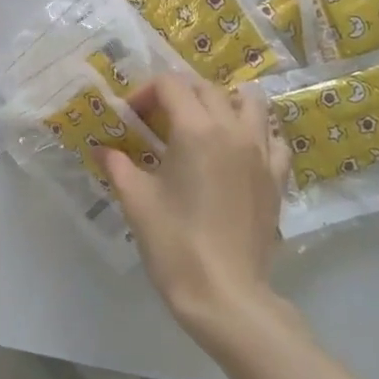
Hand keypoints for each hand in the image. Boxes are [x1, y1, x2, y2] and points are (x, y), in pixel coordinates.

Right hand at [101, 74, 289, 342]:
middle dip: (178, 94)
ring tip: (202, 125)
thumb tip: (102, 149)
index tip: (131, 117)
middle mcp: (233, 130)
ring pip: (250, 102)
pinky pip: (271, 137)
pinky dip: (255, 132)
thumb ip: (117, 165)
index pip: (171, 84)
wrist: (225, 294)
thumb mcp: (136, 200)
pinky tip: (237, 151)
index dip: (145, 92)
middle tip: (157, 121)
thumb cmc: (174, 243)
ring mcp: (261, 152)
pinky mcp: (276, 178)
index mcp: (196, 129)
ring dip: (223, 102)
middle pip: (207, 87)